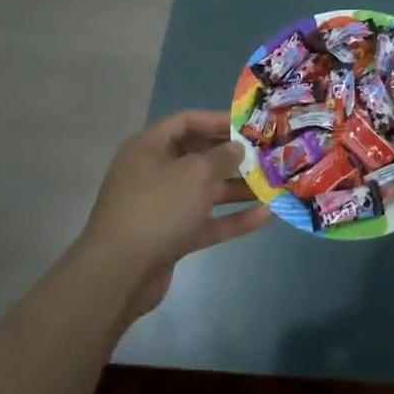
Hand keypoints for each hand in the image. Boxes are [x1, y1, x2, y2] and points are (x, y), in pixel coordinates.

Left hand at [78, 111, 270, 318]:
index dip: (218, 120)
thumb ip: (221, 157)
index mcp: (149, 147)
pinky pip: (207, 221)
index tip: (250, 125)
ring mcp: (163, 206)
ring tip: (274, 184)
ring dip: (238, 188)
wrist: (120, 274)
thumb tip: (237, 148)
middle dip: (233, 157)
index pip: (187, 122)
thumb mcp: (194, 173)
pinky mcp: (172, 236)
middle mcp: (154, 172)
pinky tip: (266, 216)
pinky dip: (233, 219)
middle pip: (198, 157)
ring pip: (205, 191)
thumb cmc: (157, 208)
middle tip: (267, 155)